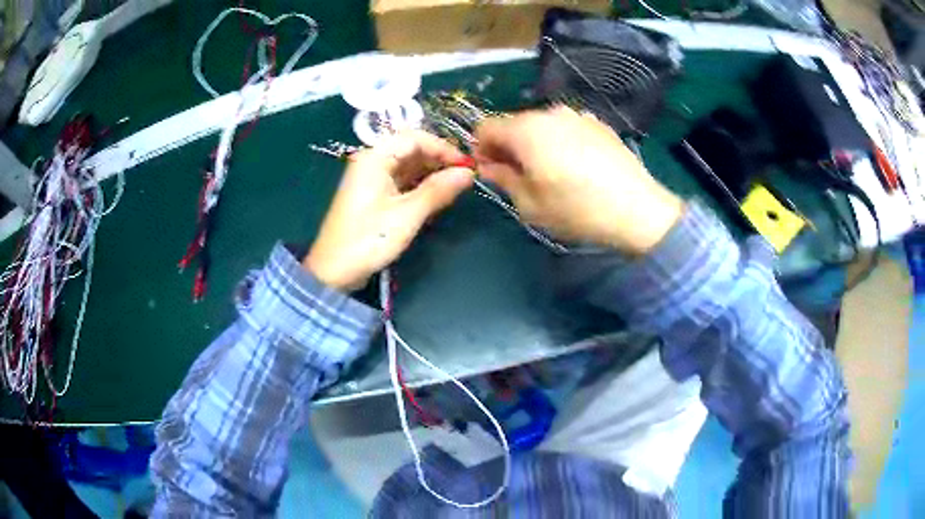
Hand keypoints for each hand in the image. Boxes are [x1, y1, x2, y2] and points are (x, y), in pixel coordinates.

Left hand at [304, 131, 473, 289]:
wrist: (334, 272)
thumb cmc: (369, 239)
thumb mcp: (407, 215)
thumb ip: (438, 190)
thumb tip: (469, 173)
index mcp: (374, 158)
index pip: (414, 138)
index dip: (443, 148)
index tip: (466, 165)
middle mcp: (371, 162)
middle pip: (410, 149)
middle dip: (438, 159)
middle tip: (464, 176)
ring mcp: (371, 179)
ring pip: (407, 165)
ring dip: (431, 173)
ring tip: (455, 186)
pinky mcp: (372, 195)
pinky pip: (400, 181)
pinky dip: (419, 185)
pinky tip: (436, 195)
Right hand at [474, 107, 683, 254]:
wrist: (637, 209)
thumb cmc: (576, 209)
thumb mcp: (529, 204)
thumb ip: (502, 179)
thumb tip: (488, 166)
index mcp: (526, 129)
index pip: (486, 128)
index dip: (481, 149)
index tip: (491, 172)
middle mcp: (549, 113)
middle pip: (515, 124)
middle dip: (509, 147)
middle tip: (520, 177)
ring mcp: (578, 116)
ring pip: (542, 125)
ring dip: (536, 144)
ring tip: (552, 173)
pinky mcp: (599, 124)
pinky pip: (567, 128)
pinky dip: (561, 141)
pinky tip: (578, 167)